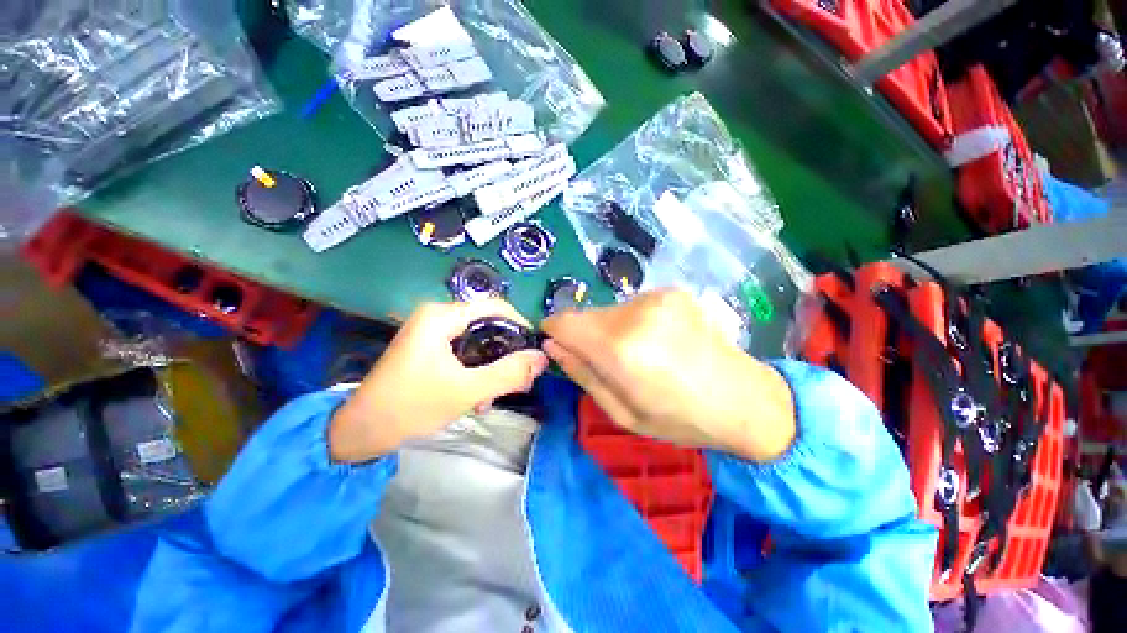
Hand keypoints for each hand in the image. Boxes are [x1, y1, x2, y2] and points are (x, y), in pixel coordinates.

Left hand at [329, 300, 548, 463]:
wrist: (360, 433)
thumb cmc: (410, 407)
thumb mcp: (466, 391)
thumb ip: (509, 373)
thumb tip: (542, 358)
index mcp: (442, 316)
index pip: (495, 307)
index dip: (520, 326)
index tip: (534, 352)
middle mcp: (438, 316)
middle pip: (488, 325)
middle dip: (506, 355)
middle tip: (519, 382)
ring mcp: (432, 332)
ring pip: (479, 341)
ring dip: (492, 368)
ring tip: (493, 397)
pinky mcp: (430, 348)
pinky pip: (466, 352)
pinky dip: (477, 371)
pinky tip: (477, 397)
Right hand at [542, 290, 794, 460]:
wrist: (744, 399)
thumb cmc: (679, 418)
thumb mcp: (622, 412)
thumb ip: (583, 374)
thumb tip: (552, 346)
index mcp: (620, 348)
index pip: (564, 322)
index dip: (554, 332)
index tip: (559, 346)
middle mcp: (635, 312)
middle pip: (587, 315)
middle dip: (586, 336)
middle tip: (610, 363)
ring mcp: (657, 297)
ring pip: (610, 310)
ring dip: (612, 329)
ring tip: (640, 354)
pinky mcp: (672, 292)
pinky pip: (633, 306)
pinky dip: (633, 322)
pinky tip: (658, 341)